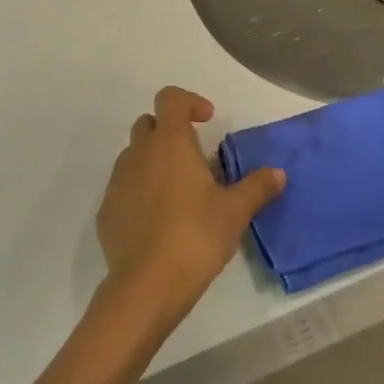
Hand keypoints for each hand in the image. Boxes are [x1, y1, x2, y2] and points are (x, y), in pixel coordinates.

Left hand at [97, 87, 285, 331]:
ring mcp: (117, 181)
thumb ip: (257, 186)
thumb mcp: (235, 211)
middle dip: (170, 132)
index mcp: (169, 143)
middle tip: (195, 159)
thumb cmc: (196, 236)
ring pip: (134, 156)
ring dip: (154, 162)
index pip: (170, 98)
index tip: (207, 121)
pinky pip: (124, 187)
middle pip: (149, 124)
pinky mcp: (106, 211)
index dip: (189, 101)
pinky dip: (140, 191)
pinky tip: (159, 221)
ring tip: (180, 193)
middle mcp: (138, 153)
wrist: (146, 286)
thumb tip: (278, 173)